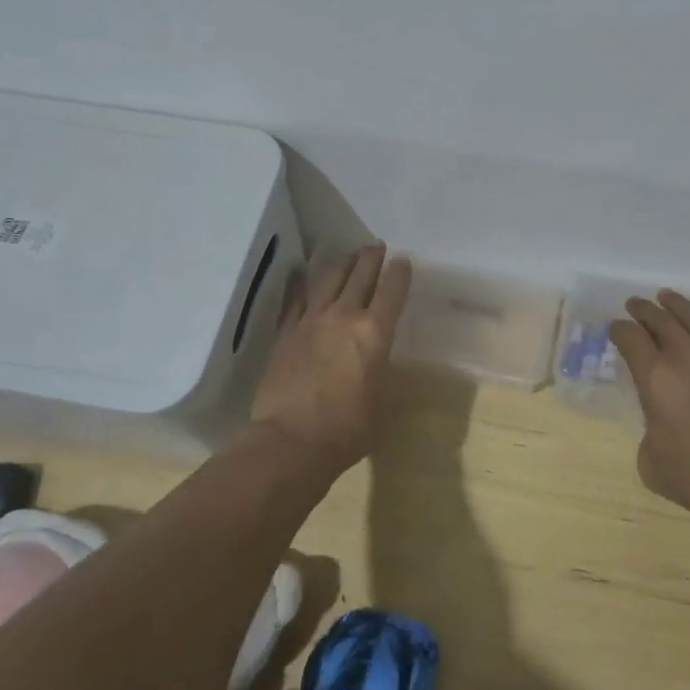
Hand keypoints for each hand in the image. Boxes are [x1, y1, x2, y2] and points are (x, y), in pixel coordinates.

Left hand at [251, 244, 412, 473]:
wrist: (291, 442)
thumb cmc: (348, 429)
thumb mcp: (384, 403)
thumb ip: (385, 374)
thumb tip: (383, 363)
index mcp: (375, 332)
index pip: (392, 291)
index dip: (400, 273)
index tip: (403, 261)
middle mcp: (344, 316)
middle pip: (360, 275)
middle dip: (372, 258)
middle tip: (378, 247)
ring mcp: (311, 321)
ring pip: (329, 280)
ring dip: (343, 264)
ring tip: (349, 255)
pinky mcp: (286, 333)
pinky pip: (296, 299)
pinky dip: (304, 284)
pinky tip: (305, 275)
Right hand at [609, 291, 689, 530]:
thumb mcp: (654, 467)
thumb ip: (648, 434)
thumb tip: (659, 422)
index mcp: (655, 378)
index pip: (630, 339)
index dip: (619, 330)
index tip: (616, 329)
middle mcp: (686, 354)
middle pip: (659, 319)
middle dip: (643, 310)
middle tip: (635, 304)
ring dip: (677, 304)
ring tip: (667, 296)